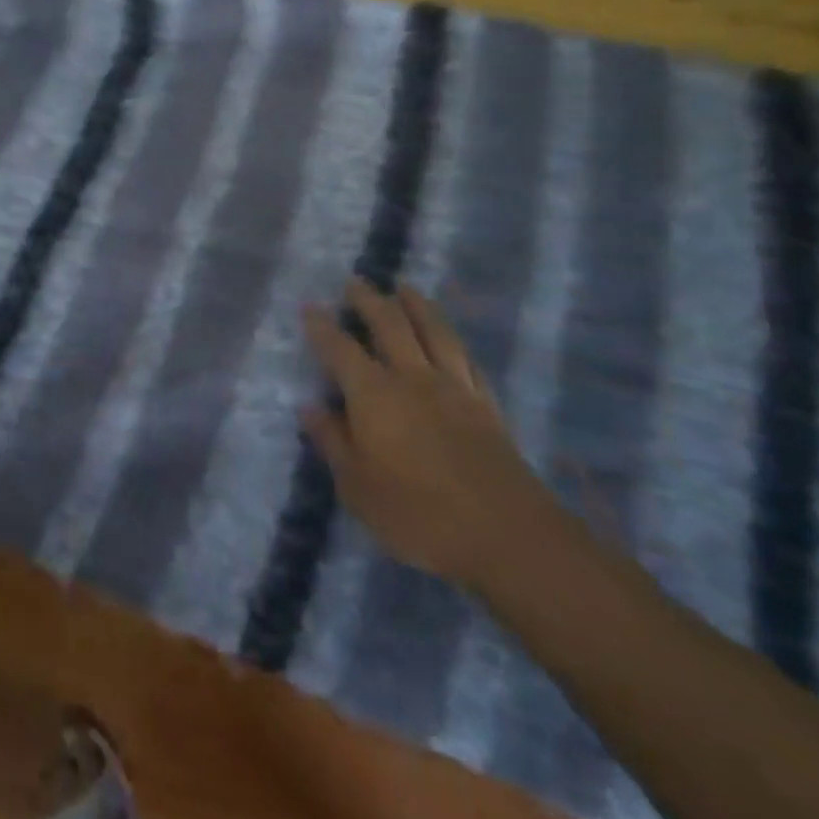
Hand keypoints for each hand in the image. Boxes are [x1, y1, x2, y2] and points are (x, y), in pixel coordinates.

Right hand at [302, 279, 552, 589]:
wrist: (508, 537)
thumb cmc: (419, 515)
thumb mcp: (358, 487)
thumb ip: (333, 442)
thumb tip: (310, 407)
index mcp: (374, 395)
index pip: (341, 349)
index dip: (323, 326)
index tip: (311, 306)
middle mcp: (413, 379)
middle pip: (391, 326)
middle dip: (370, 301)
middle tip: (357, 282)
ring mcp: (455, 390)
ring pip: (434, 333)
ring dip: (417, 306)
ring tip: (405, 288)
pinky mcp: (487, 407)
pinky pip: (467, 360)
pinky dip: (453, 342)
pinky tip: (450, 339)